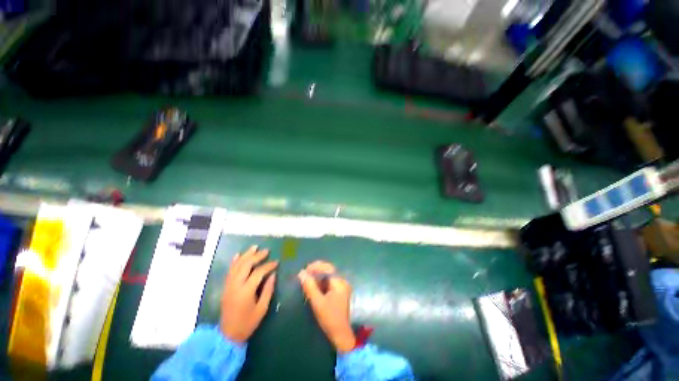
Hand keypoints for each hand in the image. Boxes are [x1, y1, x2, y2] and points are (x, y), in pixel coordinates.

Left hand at [220, 246, 277, 342]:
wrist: (227, 335)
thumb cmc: (247, 323)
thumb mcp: (262, 309)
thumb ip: (268, 290)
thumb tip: (273, 274)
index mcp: (246, 291)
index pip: (258, 272)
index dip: (268, 266)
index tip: (277, 262)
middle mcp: (236, 285)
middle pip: (246, 265)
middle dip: (257, 256)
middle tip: (266, 251)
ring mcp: (229, 285)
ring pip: (237, 265)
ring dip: (246, 255)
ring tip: (254, 247)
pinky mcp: (225, 287)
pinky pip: (229, 271)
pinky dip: (234, 262)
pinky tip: (238, 255)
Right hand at [298, 261, 355, 352]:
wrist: (341, 335)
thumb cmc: (330, 318)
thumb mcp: (318, 302)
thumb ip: (310, 286)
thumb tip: (301, 273)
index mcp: (339, 282)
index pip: (327, 268)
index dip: (316, 267)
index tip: (305, 269)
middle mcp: (342, 282)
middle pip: (328, 271)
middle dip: (316, 271)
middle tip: (304, 273)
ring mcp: (341, 287)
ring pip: (328, 277)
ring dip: (317, 276)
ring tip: (306, 278)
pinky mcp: (339, 293)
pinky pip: (328, 283)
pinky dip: (320, 283)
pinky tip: (313, 285)